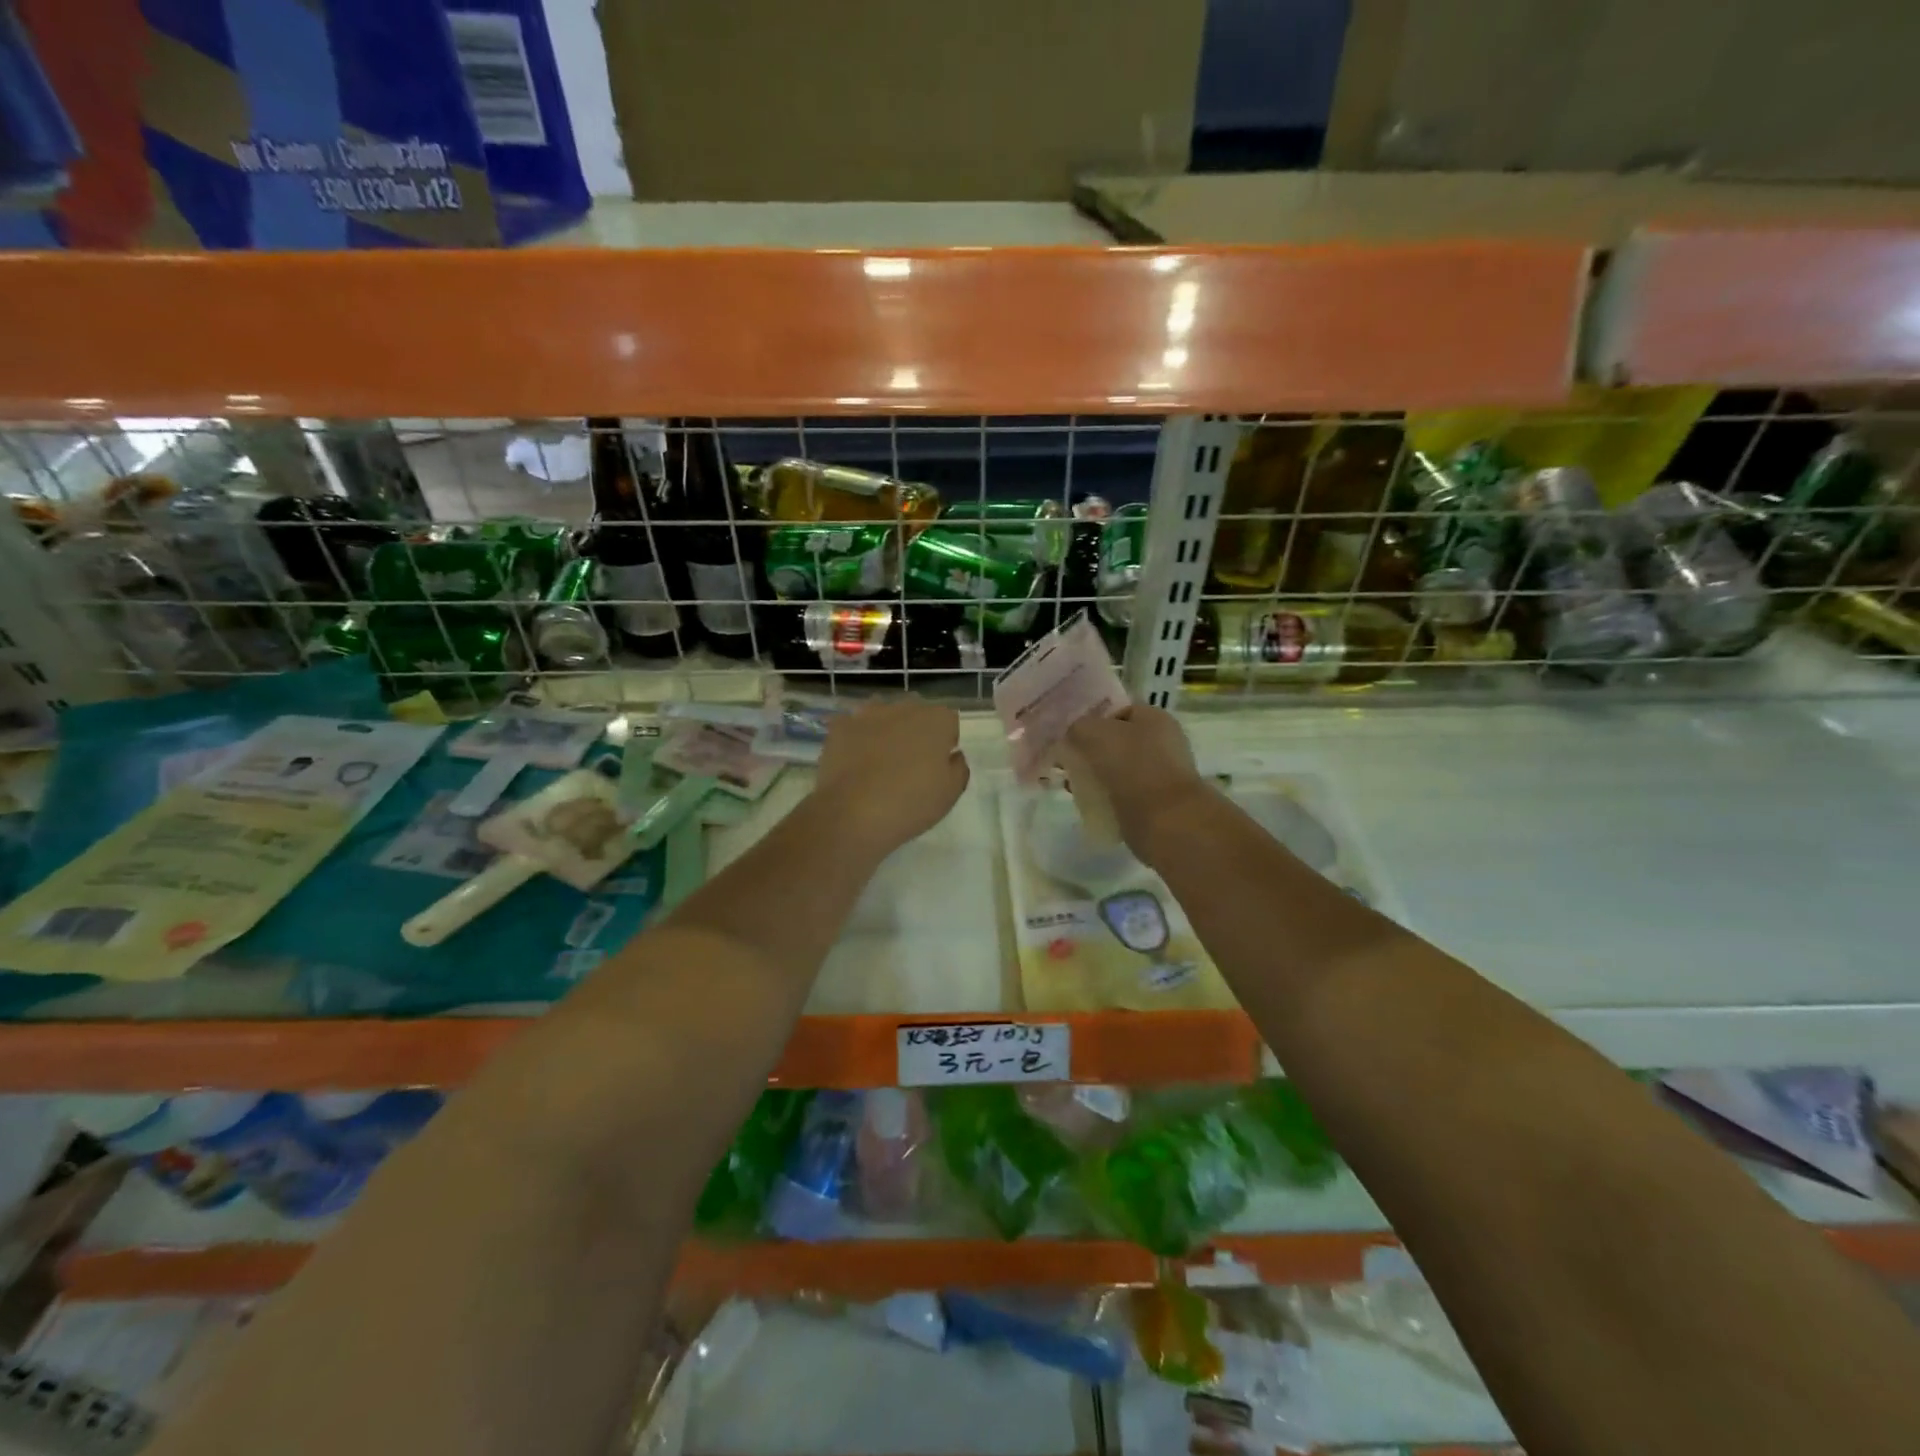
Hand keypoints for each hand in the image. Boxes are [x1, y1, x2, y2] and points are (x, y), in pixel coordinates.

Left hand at [815, 698, 968, 857]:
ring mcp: (868, 713)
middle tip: (910, 763)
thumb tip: (952, 755)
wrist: (853, 814)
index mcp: (937, 719)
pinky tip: (855, 762)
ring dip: (886, 730)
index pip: (948, 722)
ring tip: (880, 761)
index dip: (945, 743)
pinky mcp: (840, 726)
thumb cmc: (911, 803)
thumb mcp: (951, 793)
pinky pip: (854, 726)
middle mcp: (904, 707)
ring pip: (883, 714)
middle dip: (916, 731)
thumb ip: (958, 767)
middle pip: (916, 712)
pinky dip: (856, 739)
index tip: (937, 765)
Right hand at [1062, 705, 1208, 862]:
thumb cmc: (1131, 767)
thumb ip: (1078, 727)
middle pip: (1117, 741)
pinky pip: (1124, 794)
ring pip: (1118, 769)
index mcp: (1155, 718)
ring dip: (1096, 776)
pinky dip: (1107, 797)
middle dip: (1091, 751)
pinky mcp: (1157, 802)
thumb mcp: (1093, 733)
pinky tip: (1090, 803)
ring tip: (1073, 786)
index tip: (1070, 735)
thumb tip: (1073, 735)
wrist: (1164, 820)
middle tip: (1067, 762)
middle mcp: (1163, 742)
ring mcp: (1162, 774)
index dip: (1092, 720)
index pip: (1118, 711)